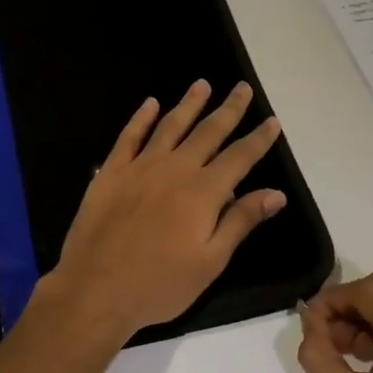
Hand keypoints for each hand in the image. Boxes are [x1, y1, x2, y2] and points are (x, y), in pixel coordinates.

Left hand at [39, 80, 286, 343]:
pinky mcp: (112, 171)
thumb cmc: (160, 284)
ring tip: (202, 84)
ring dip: (189, 104)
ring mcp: (140, 166)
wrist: (96, 288)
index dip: (258, 139)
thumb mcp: (210, 261)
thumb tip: (276, 193)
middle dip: (229, 109)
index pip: (239, 157)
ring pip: (171, 125)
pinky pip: (129, 136)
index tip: (272, 120)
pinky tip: (150, 103)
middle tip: (242, 88)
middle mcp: (175, 169)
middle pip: (208, 132)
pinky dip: (141, 117)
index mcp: (203, 192)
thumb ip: (241, 221)